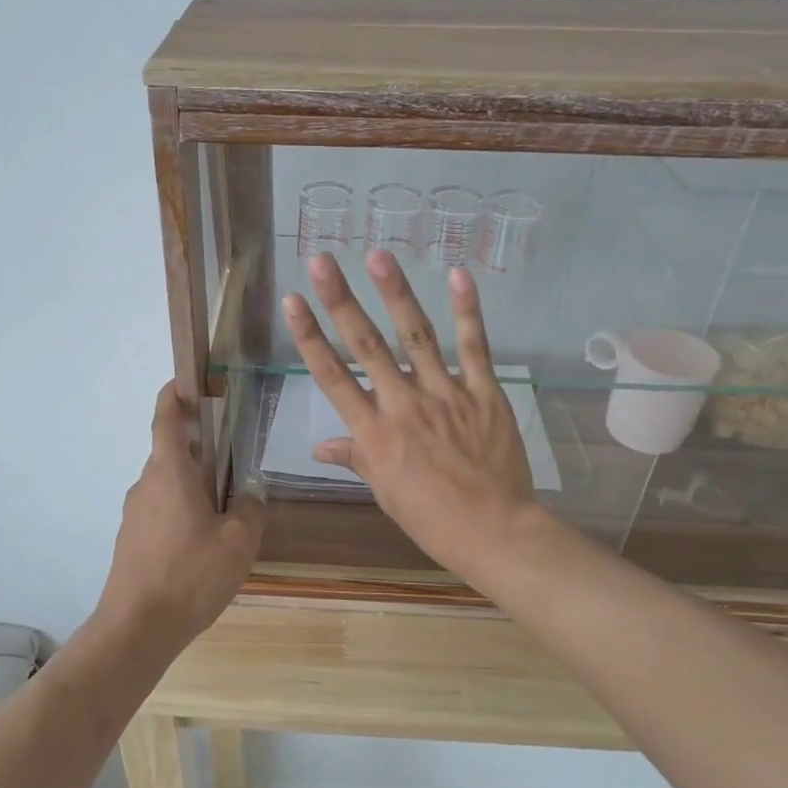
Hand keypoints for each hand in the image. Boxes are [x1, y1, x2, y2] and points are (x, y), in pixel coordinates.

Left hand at [98, 383, 263, 646]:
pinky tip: (202, 543)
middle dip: (198, 448)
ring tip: (224, 509)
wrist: (136, 628)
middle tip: (231, 459)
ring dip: (192, 484)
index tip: (187, 382)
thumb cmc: (190, 575)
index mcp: (170, 472)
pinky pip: (159, 511)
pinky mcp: (130, 539)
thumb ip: (250, 508)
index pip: (166, 418)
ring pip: (166, 484)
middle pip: (171, 452)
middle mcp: (146, 484)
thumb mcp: (239, 541)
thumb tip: (249, 493)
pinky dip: (180, 510)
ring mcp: (134, 513)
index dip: (174, 394)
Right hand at [283, 252, 537, 579]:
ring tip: (378, 256)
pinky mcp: (484, 393)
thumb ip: (356, 457)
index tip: (293, 301)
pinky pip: (475, 347)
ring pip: (416, 336)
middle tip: (323, 261)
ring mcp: (446, 395)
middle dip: (342, 301)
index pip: (333, 377)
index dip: (310, 337)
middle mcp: (403, 404)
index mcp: (374, 433)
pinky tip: (458, 276)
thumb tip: (320, 447)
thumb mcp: (384, 491)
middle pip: (367, 345)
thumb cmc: (431, 518)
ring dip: (396, 293)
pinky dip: (467, 312)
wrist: (494, 531)